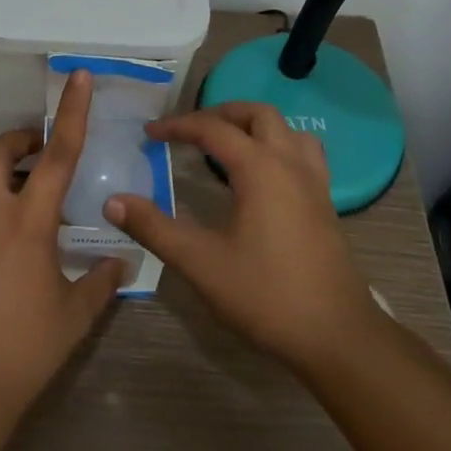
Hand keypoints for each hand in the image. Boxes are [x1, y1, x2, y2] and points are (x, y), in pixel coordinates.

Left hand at [0, 70, 124, 430]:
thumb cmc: (24, 349)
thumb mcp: (73, 315)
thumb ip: (99, 282)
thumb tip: (121, 262)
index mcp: (26, 223)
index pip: (55, 155)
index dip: (70, 114)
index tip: (78, 78)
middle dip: (18, 141)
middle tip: (42, 151)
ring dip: (10, 187)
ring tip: (42, 222)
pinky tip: (16, 264)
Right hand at [106, 101, 380, 379]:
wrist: (338, 336)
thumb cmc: (266, 295)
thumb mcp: (200, 262)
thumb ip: (154, 228)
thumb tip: (112, 201)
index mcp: (260, 169)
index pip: (213, 129)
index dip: (178, 126)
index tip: (150, 133)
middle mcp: (290, 165)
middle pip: (258, 115)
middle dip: (220, 113)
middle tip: (190, 130)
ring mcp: (314, 184)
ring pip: (287, 130)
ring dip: (254, 126)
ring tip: (226, 144)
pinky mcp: (325, 205)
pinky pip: (303, 154)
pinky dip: (276, 147)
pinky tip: (260, 177)